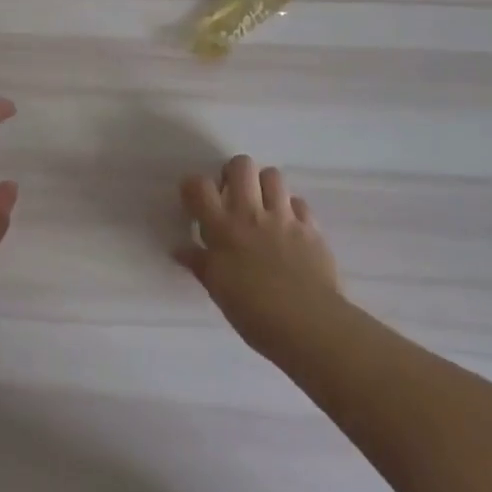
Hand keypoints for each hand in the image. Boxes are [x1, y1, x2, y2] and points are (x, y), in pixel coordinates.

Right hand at [177, 155, 342, 357]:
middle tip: (232, 195)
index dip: (193, 186)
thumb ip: (200, 264)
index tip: (195, 200)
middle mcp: (252, 213)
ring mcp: (284, 217)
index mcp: (223, 229)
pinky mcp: (311, 228)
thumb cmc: (255, 313)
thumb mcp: (218, 290)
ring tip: (262, 206)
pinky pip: (299, 203)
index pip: (200, 186)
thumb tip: (180, 250)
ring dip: (264, 185)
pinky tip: (289, 228)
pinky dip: (292, 210)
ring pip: (273, 175)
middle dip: (233, 173)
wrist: (309, 326)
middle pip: (241, 165)